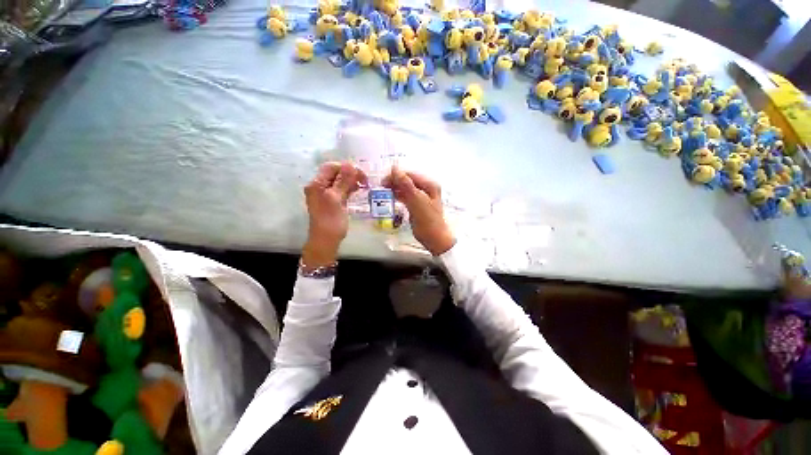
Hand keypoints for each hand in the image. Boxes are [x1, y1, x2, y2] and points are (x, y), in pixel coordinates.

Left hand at [302, 161, 366, 267]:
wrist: (326, 240)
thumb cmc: (331, 220)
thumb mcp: (337, 199)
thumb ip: (343, 181)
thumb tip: (350, 165)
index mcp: (317, 184)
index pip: (331, 167)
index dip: (346, 168)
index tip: (361, 175)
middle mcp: (319, 186)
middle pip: (335, 173)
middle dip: (350, 174)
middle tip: (364, 180)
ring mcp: (325, 194)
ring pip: (339, 181)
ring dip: (351, 181)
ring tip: (363, 185)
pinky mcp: (332, 201)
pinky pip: (341, 189)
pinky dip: (349, 188)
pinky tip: (357, 190)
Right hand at [383, 166, 454, 255]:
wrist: (434, 239)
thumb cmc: (427, 220)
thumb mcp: (416, 201)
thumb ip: (406, 184)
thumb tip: (394, 168)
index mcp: (429, 184)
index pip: (410, 174)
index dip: (396, 176)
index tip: (383, 182)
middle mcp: (426, 188)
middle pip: (407, 180)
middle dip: (394, 182)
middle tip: (381, 188)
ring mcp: (421, 197)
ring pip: (405, 188)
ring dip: (395, 189)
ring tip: (383, 193)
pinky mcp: (417, 205)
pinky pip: (406, 197)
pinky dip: (398, 196)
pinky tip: (390, 198)